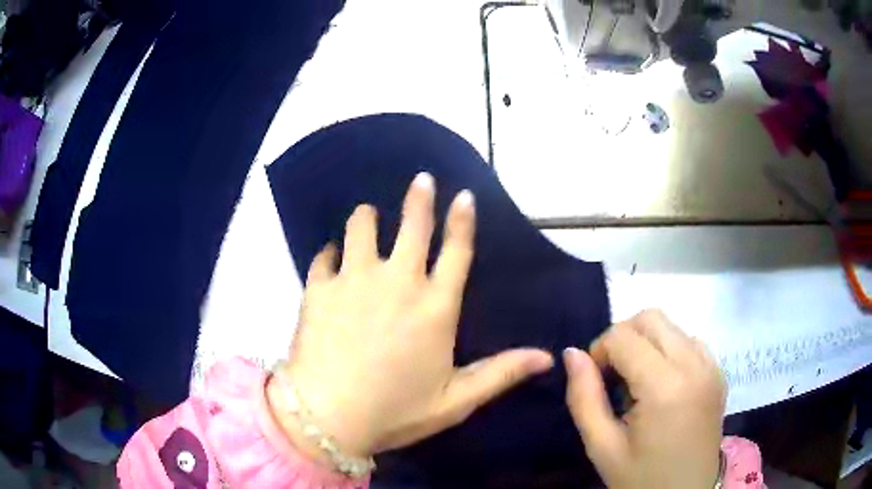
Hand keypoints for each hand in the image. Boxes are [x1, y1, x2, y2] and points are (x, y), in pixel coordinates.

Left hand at [269, 172, 553, 462]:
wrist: (327, 417)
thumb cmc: (395, 412)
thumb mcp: (455, 400)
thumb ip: (500, 373)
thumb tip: (547, 357)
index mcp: (435, 308)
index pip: (456, 252)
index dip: (462, 221)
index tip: (463, 195)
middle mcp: (397, 282)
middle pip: (412, 225)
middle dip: (419, 198)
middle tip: (421, 179)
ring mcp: (354, 280)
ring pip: (361, 227)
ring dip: (367, 217)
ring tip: (368, 215)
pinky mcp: (319, 288)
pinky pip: (324, 256)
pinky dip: (330, 254)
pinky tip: (331, 258)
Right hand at [564, 310, 725, 488]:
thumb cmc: (641, 478)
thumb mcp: (602, 447)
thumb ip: (584, 398)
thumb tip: (572, 354)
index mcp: (664, 387)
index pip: (623, 336)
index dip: (599, 351)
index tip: (595, 381)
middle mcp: (694, 365)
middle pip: (650, 317)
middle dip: (623, 337)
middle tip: (613, 376)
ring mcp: (711, 366)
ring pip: (671, 325)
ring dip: (647, 342)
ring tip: (639, 382)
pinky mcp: (719, 372)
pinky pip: (690, 341)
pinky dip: (670, 350)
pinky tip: (663, 384)